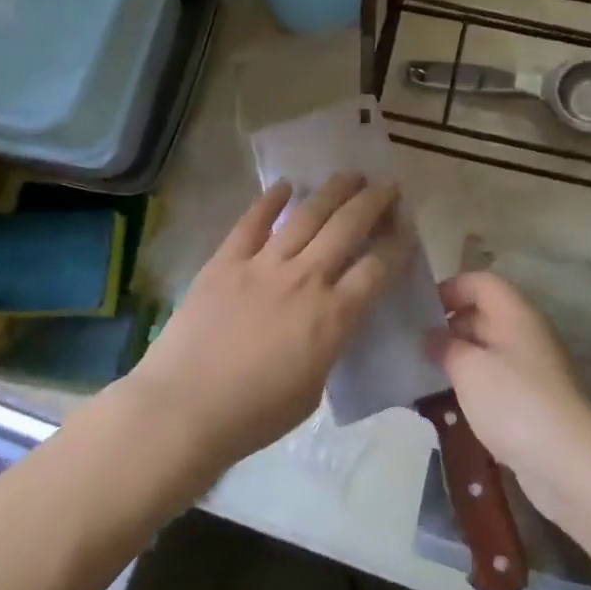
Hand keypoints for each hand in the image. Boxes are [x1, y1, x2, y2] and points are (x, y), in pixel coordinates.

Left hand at [127, 173, 398, 470]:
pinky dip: (270, 200)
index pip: (376, 268)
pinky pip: (252, 222)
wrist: (184, 409)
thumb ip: (328, 347)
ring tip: (350, 175)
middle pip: (348, 227)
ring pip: (307, 215)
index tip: (405, 228)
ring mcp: (263, 264)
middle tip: (387, 186)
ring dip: (333, 191)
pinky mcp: (226, 261)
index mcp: (332, 316)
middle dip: (373, 202)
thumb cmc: (254, 414)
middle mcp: (305, 279)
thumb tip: (330, 323)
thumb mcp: (313, 390)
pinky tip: (285, 185)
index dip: (396, 245)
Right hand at [429, 270, 590, 521]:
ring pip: (488, 348)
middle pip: (483, 313)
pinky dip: (472, 383)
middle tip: (414, 344)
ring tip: (424, 372)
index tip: (419, 309)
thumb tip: (431, 336)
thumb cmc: (514, 402)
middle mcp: (527, 333)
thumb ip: (444, 346)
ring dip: (458, 357)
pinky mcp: (532, 400)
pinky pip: (496, 378)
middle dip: (449, 325)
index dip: (449, 288)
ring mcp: (532, 368)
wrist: (568, 464)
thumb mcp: (469, 368)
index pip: (480, 282)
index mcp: (516, 314)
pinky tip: (449, 402)